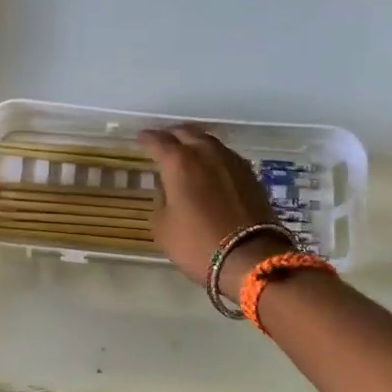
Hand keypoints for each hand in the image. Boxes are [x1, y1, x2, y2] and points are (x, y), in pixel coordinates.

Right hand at [138, 126, 290, 297]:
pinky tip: (210, 165)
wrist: (250, 258)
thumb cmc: (198, 243)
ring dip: (194, 141)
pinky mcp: (250, 174)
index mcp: (179, 162)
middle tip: (162, 140)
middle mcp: (205, 153)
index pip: (158, 141)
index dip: (147, 138)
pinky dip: (212, 155)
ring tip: (186, 149)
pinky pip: (225, 155)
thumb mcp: (163, 227)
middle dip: (172, 134)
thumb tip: (168, 190)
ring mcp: (231, 161)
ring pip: (208, 141)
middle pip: (186, 133)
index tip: (141, 137)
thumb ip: (161, 201)